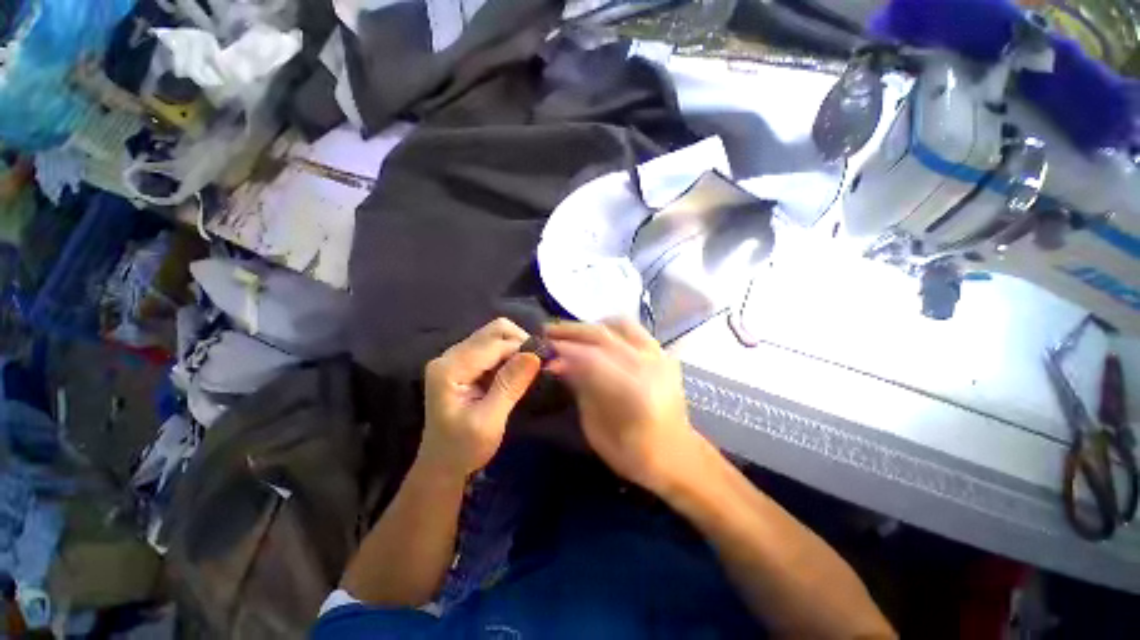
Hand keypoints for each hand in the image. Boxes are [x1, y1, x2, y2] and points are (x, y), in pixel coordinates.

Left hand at [421, 319, 541, 476]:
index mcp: (450, 369)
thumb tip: (534, 354)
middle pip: (493, 331)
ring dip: (516, 348)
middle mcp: (450, 356)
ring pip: (495, 337)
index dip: (521, 348)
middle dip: (520, 342)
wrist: (442, 466)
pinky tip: (517, 372)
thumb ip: (509, 385)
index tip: (545, 360)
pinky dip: (509, 355)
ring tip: (530, 368)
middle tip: (538, 363)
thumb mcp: (489, 421)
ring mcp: (456, 359)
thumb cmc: (463, 449)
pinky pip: (492, 348)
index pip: (493, 343)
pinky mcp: (464, 364)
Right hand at [546, 318, 701, 494]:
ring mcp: (659, 356)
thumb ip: (580, 389)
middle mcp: (649, 366)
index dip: (564, 350)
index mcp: (634, 392)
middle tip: (547, 331)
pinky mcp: (663, 354)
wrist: (677, 455)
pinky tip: (597, 336)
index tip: (543, 348)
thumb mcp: (596, 429)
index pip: (591, 358)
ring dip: (591, 326)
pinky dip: (611, 328)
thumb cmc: (633, 453)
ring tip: (570, 332)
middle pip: (604, 336)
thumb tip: (557, 363)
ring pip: (620, 325)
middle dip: (572, 331)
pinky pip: (634, 330)